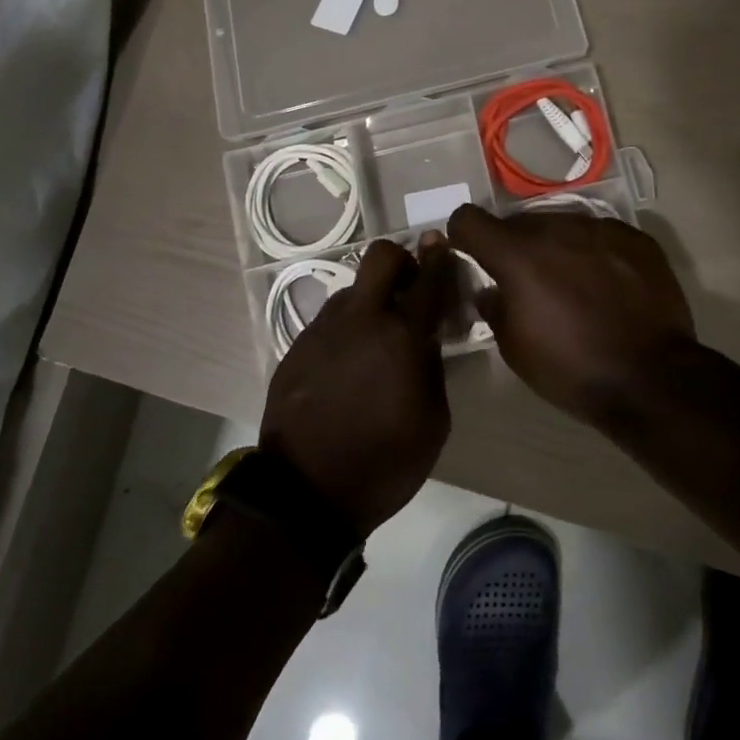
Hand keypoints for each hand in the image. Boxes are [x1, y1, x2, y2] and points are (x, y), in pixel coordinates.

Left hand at [260, 235, 454, 534]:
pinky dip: (347, 329)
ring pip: (353, 290)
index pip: (428, 278)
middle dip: (401, 260)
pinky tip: (349, 365)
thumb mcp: (433, 420)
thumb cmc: (386, 463)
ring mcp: (323, 330)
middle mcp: (360, 319)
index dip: (439, 257)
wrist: (306, 493)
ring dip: (372, 301)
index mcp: (402, 336)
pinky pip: (330, 321)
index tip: (442, 246)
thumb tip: (425, 337)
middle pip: (380, 257)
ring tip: (377, 340)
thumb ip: (433, 366)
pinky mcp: (297, 346)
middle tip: (410, 288)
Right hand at [447, 205, 696, 426]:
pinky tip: (606, 284)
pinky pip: (599, 234)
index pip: (469, 219)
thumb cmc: (571, 369)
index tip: (471, 254)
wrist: (652, 378)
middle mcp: (556, 228)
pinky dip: (592, 252)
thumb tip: (491, 289)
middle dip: (514, 246)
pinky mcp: (635, 237)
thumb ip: (494, 306)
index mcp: (517, 255)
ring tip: (571, 283)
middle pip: (518, 222)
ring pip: (561, 224)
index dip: (463, 235)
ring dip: (555, 247)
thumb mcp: (514, 347)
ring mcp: (600, 228)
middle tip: (527, 281)